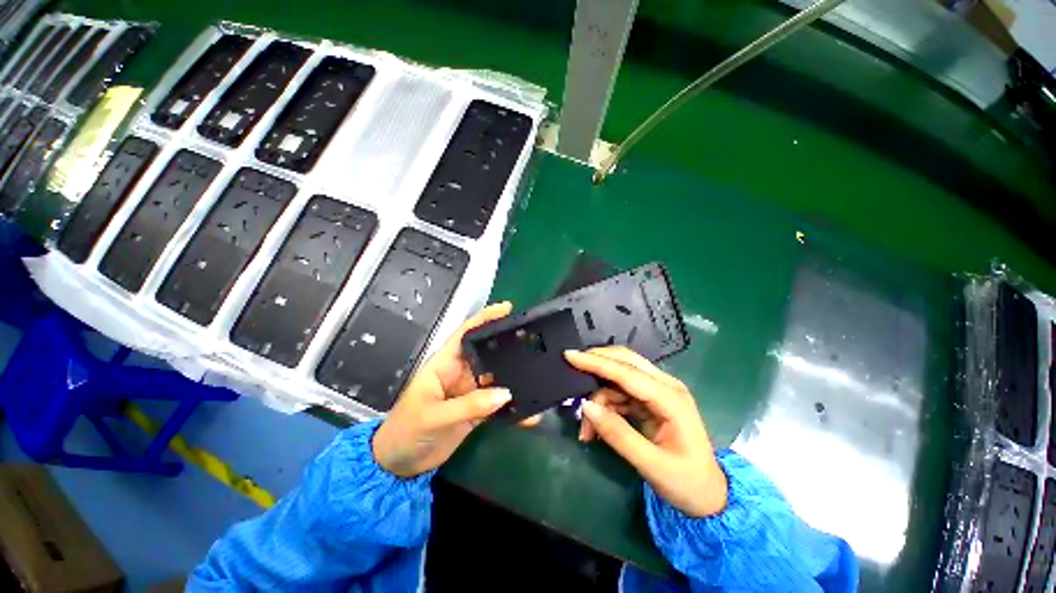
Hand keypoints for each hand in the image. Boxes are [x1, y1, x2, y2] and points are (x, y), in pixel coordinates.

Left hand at [372, 302, 527, 477]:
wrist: (401, 464)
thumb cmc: (407, 430)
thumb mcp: (434, 416)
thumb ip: (469, 405)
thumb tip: (506, 394)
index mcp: (446, 363)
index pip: (466, 333)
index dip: (485, 318)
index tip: (508, 308)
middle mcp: (462, 372)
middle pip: (488, 353)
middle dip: (508, 345)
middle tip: (533, 340)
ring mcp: (471, 391)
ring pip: (497, 378)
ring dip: (515, 377)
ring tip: (540, 373)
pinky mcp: (478, 410)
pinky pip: (499, 404)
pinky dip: (514, 408)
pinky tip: (531, 414)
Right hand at [565, 347, 726, 517]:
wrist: (709, 495)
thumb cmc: (687, 483)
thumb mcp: (652, 465)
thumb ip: (618, 434)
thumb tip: (586, 406)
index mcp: (671, 398)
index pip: (627, 372)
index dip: (597, 362)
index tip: (570, 355)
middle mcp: (665, 386)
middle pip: (624, 362)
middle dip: (596, 365)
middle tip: (570, 372)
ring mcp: (657, 391)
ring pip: (617, 379)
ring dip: (598, 398)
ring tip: (586, 432)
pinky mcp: (650, 400)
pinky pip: (620, 393)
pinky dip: (604, 406)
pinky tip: (596, 428)